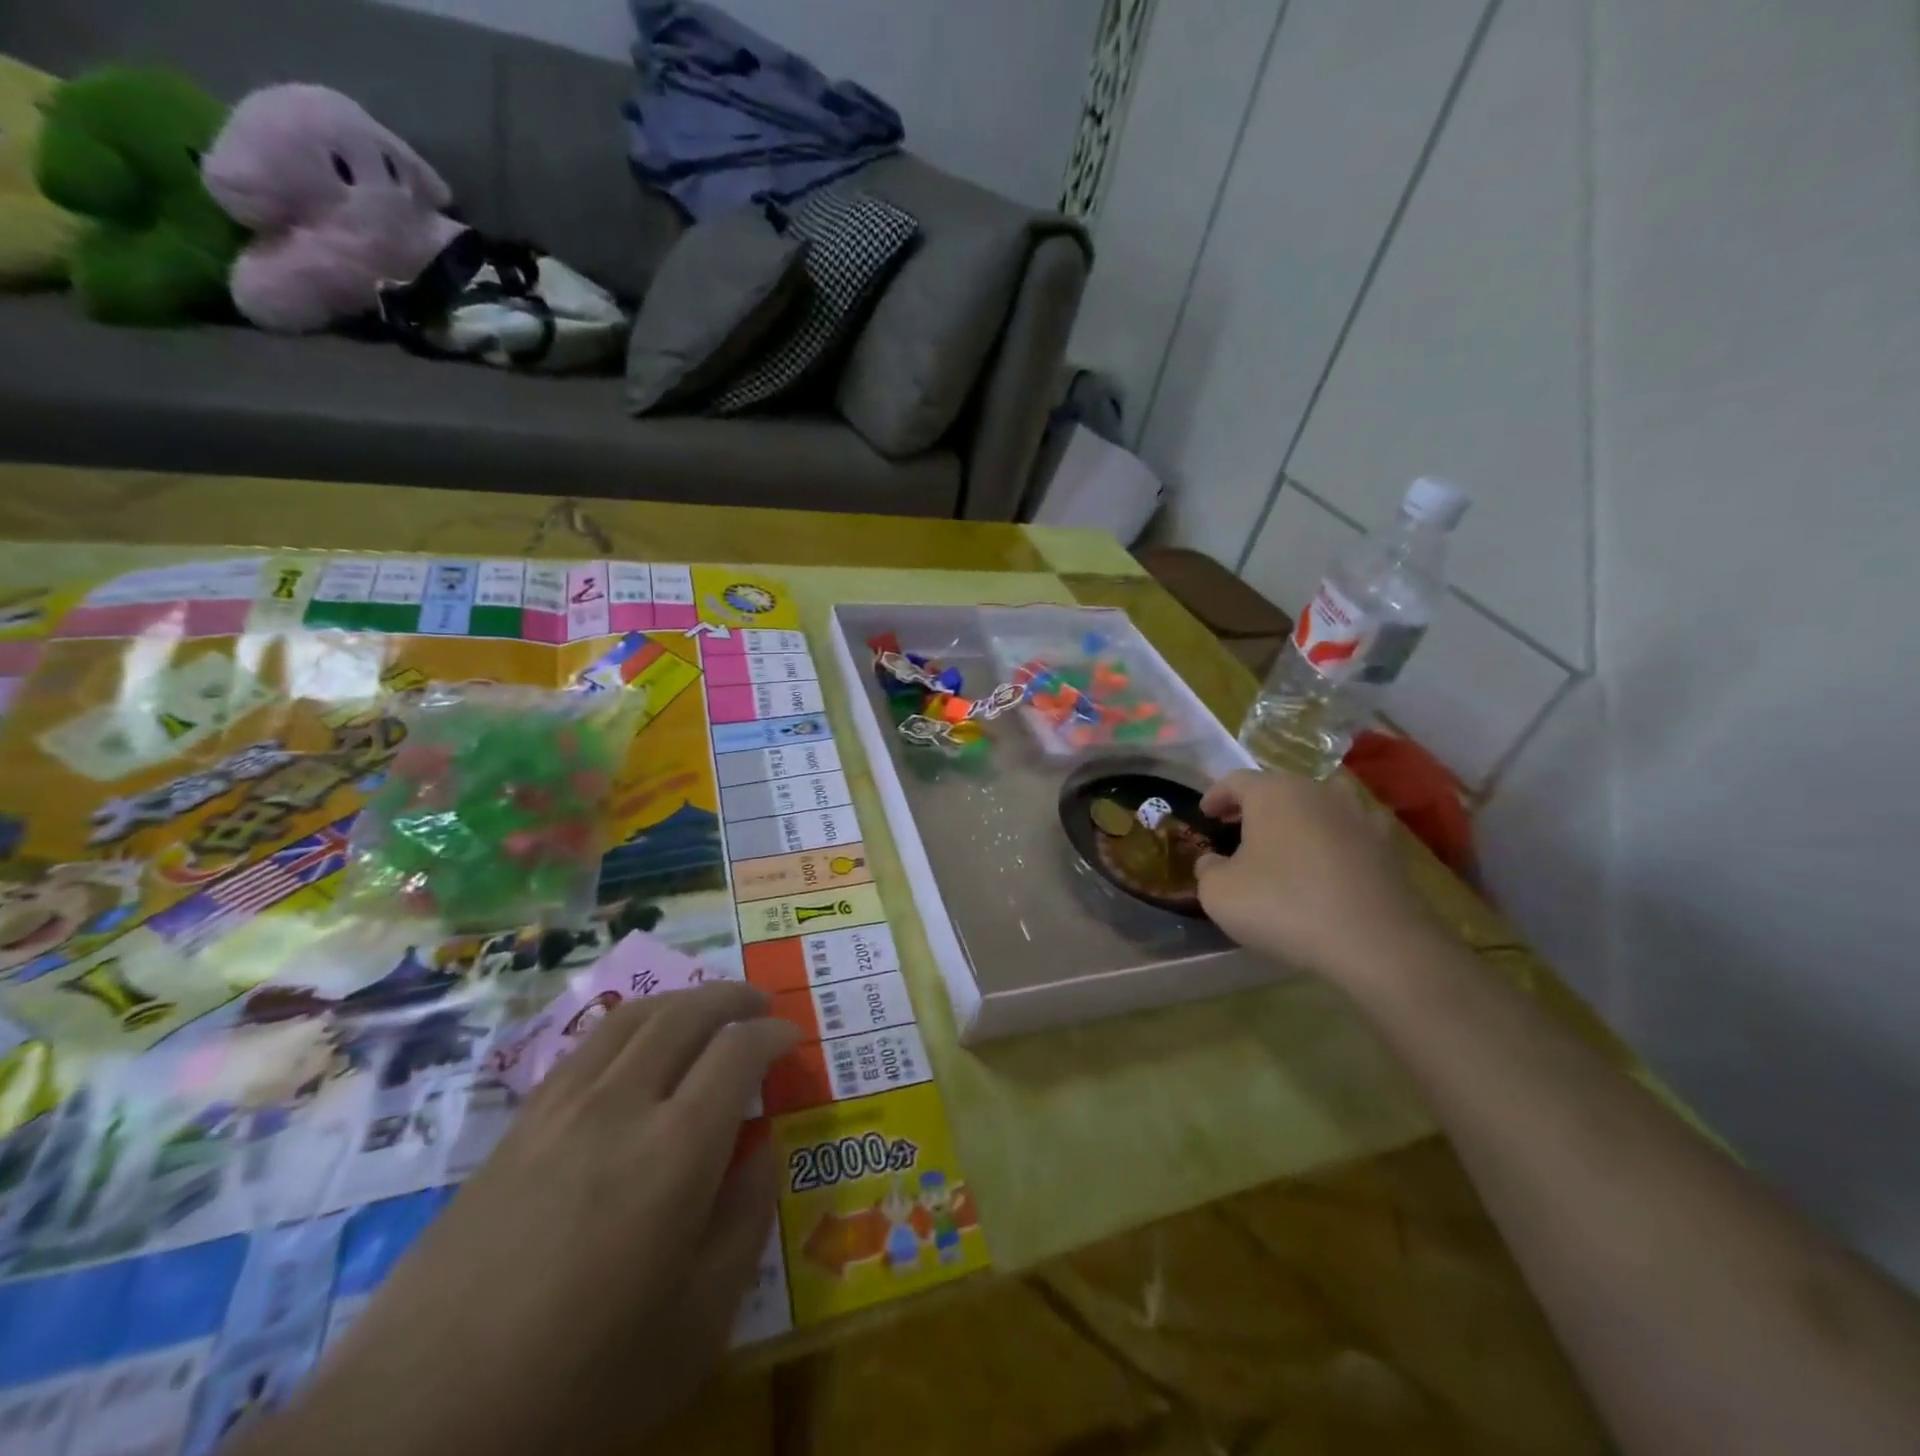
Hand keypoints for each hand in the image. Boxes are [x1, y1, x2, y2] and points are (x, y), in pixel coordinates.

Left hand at [235, 982, 799, 1455]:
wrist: (416, 1423)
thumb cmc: (579, 1381)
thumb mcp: (696, 1326)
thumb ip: (744, 1223)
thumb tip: (764, 1151)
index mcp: (677, 1148)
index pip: (739, 1050)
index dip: (773, 1032)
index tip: (792, 1036)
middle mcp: (621, 1104)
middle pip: (686, 1013)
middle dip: (732, 996)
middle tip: (759, 1003)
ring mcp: (561, 1108)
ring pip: (631, 1017)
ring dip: (680, 1000)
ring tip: (704, 1009)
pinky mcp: (516, 1127)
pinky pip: (585, 1047)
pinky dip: (628, 1026)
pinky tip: (633, 1049)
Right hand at [1195, 769, 1441, 984]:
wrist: (1375, 941)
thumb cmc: (1282, 904)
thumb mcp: (1219, 893)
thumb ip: (1208, 870)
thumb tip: (1214, 862)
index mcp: (1272, 792)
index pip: (1236, 780)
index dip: (1216, 795)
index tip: (1205, 813)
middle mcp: (1317, 791)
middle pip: (1279, 788)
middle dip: (1255, 806)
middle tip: (1237, 828)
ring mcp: (1358, 817)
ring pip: (1319, 807)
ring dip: (1298, 819)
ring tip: (1285, 843)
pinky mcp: (1388, 848)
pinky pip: (1351, 834)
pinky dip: (1335, 842)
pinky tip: (1328, 863)